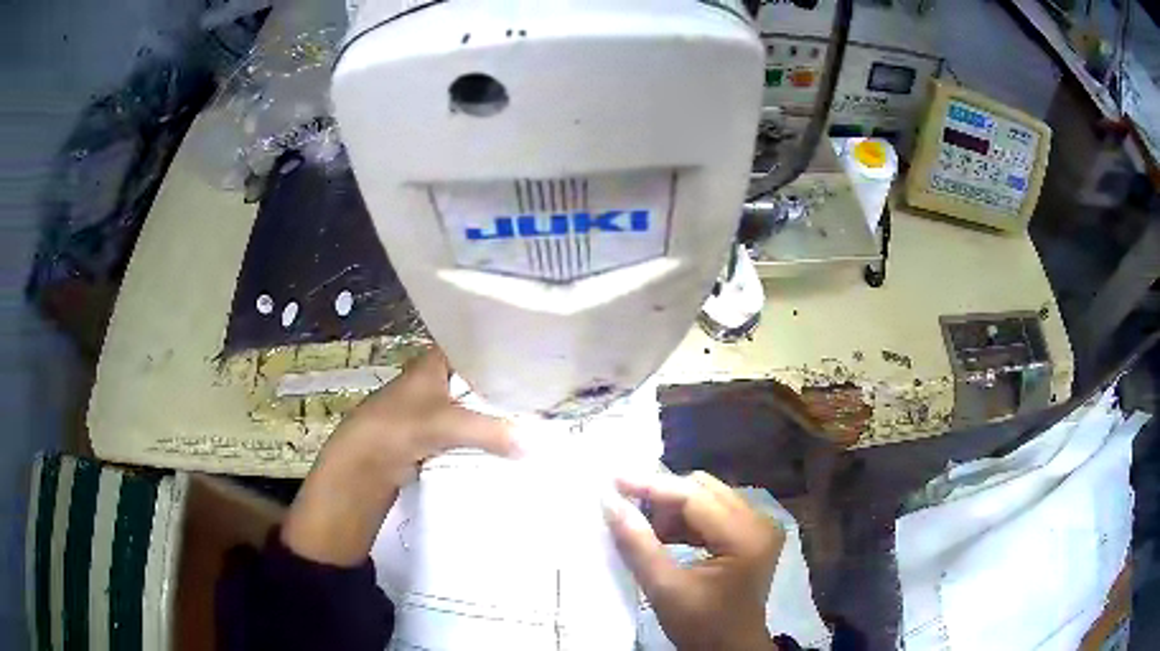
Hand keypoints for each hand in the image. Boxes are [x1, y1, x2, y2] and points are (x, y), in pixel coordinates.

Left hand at [282, 348, 517, 565]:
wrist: (365, 460)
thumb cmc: (401, 425)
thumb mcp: (449, 424)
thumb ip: (491, 432)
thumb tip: (534, 444)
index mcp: (435, 362)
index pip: (475, 345)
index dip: (502, 349)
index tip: (534, 356)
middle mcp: (435, 379)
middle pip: (477, 377)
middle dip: (505, 385)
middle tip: (543, 391)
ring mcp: (433, 407)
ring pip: (472, 404)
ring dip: (494, 412)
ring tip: (533, 414)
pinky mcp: (432, 432)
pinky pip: (465, 428)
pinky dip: (483, 433)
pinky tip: (508, 439)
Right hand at [604, 471, 783, 650]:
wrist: (730, 650)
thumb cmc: (701, 626)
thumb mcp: (665, 589)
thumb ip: (638, 544)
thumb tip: (610, 503)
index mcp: (746, 536)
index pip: (694, 497)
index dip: (652, 486)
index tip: (614, 481)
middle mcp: (760, 521)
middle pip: (704, 489)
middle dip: (662, 496)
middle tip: (626, 508)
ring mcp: (759, 527)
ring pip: (708, 498)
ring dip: (672, 509)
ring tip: (642, 528)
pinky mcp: (751, 535)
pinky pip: (714, 513)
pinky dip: (685, 521)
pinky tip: (662, 536)